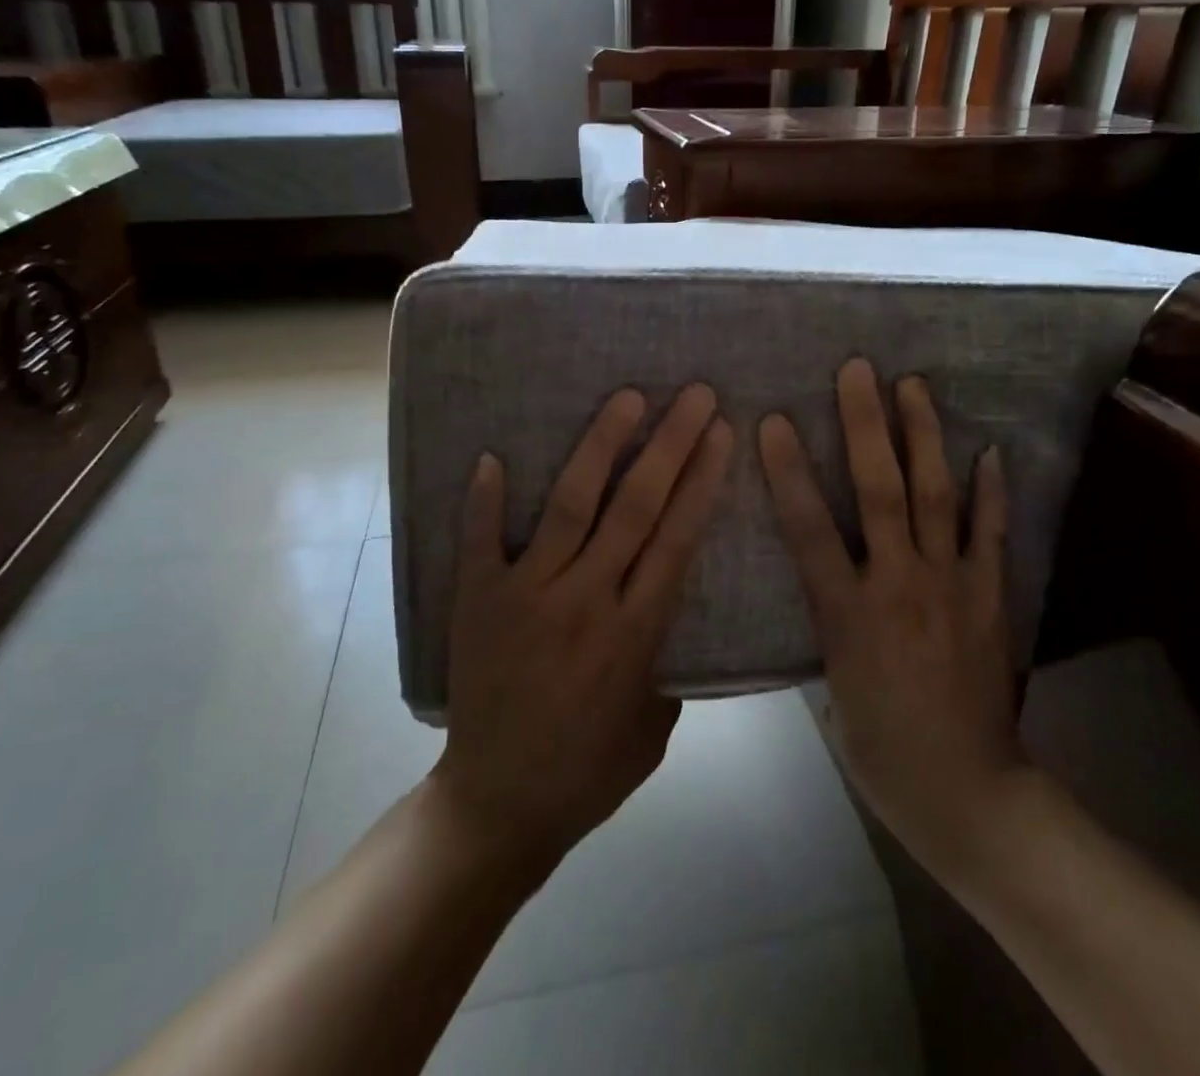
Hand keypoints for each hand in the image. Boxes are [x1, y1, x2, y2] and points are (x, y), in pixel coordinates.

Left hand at [433, 384, 732, 871]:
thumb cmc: (588, 772)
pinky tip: (492, 455)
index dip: (701, 480)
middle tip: (693, 394)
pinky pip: (481, 539)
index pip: (676, 537)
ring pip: (571, 506)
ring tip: (626, 399)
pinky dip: (485, 499)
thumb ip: (668, 662)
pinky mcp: (479, 600)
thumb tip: (668, 606)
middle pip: (636, 507)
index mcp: (635, 632)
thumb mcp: (655, 726)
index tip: (720, 432)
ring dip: (601, 447)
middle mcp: (585, 599)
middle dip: (670, 444)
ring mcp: (527, 595)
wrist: (498, 806)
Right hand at [758, 359, 1020, 872]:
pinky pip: (991, 535)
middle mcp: (898, 584)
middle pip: (879, 492)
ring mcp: (951, 585)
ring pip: (935, 497)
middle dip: (865, 426)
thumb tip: (822, 575)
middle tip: (858, 370)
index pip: (809, 528)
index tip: (776, 420)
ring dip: (923, 437)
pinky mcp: (990, 597)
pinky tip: (989, 450)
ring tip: (914, 386)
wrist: (966, 793)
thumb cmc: (880, 747)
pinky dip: (990, 491)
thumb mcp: (830, 683)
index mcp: (847, 612)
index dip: (790, 471)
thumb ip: (827, 619)